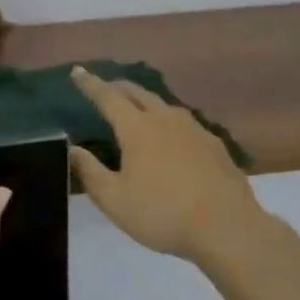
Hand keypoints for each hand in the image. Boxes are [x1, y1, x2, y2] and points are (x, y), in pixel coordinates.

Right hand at [68, 68, 261, 261]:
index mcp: (137, 129)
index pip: (108, 97)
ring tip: (136, 108)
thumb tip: (72, 148)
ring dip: (145, 101)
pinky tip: (171, 137)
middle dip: (117, 87)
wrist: (227, 228)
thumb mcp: (114, 200)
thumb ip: (90, 172)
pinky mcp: (214, 144)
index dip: (90, 84)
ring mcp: (194, 129)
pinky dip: (167, 121)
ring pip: (163, 105)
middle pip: (138, 93)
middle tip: (104, 87)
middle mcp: (165, 119)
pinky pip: (183, 122)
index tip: (77, 71)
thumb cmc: (162, 214)